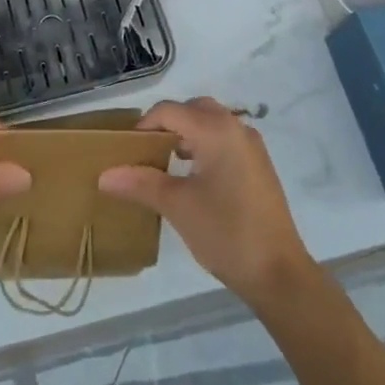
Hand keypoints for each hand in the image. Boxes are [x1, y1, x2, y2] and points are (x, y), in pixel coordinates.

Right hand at [98, 97, 313, 305]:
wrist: (280, 275)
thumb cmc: (226, 233)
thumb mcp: (178, 207)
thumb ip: (141, 183)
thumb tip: (104, 175)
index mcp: (215, 129)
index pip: (170, 111)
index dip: (145, 125)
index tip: (128, 150)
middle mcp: (235, 127)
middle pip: (193, 109)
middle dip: (168, 123)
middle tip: (149, 150)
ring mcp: (251, 145)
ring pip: (212, 122)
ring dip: (188, 133)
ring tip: (169, 162)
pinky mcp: (260, 165)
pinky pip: (226, 139)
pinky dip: (206, 145)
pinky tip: (196, 176)